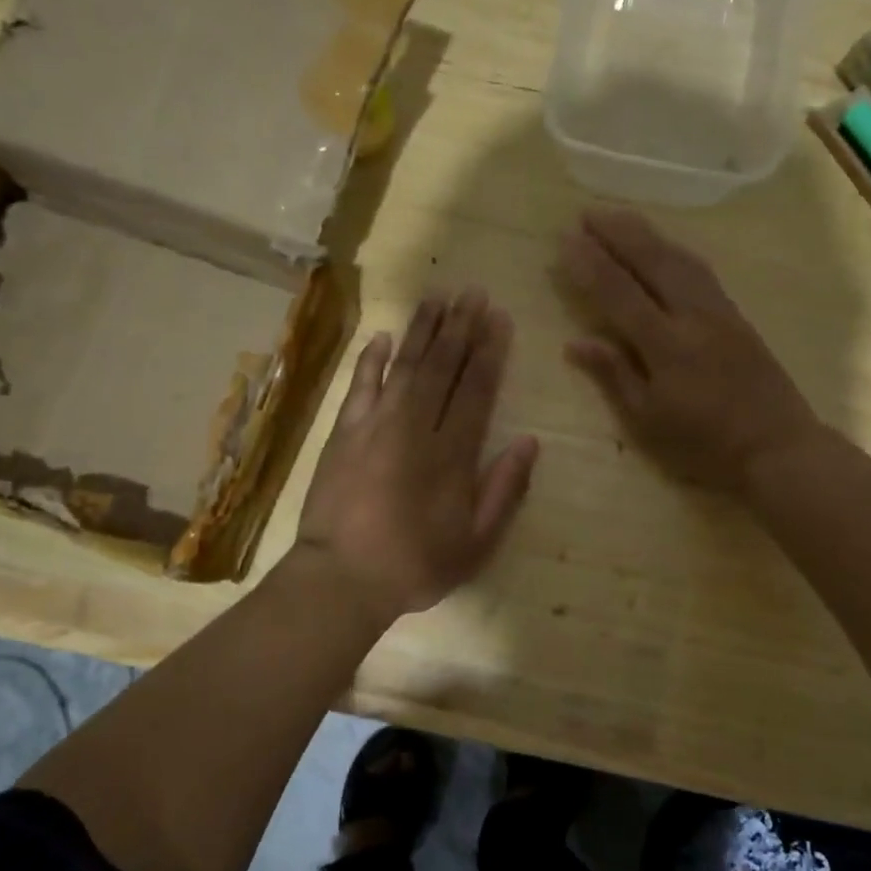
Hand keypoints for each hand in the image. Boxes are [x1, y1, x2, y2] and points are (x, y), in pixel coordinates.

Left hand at [293, 289, 540, 622]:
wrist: (341, 578)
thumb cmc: (416, 564)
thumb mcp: (476, 542)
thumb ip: (504, 489)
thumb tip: (529, 441)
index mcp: (452, 453)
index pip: (476, 389)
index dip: (490, 351)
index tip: (499, 318)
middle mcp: (416, 427)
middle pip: (442, 367)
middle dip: (460, 326)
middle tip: (473, 292)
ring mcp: (376, 425)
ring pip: (406, 366)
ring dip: (423, 329)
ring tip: (437, 297)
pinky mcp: (344, 432)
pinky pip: (360, 385)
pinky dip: (372, 359)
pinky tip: (384, 336)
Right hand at [559, 209, 818, 491]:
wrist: (778, 447)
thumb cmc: (705, 445)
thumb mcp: (649, 421)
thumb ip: (614, 375)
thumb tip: (576, 342)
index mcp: (666, 346)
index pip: (619, 293)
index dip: (591, 265)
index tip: (567, 239)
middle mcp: (693, 316)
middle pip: (653, 261)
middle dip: (618, 234)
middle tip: (588, 212)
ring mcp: (720, 312)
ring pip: (680, 259)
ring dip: (647, 234)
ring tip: (620, 217)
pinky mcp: (737, 315)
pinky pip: (700, 270)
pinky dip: (674, 250)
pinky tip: (664, 247)